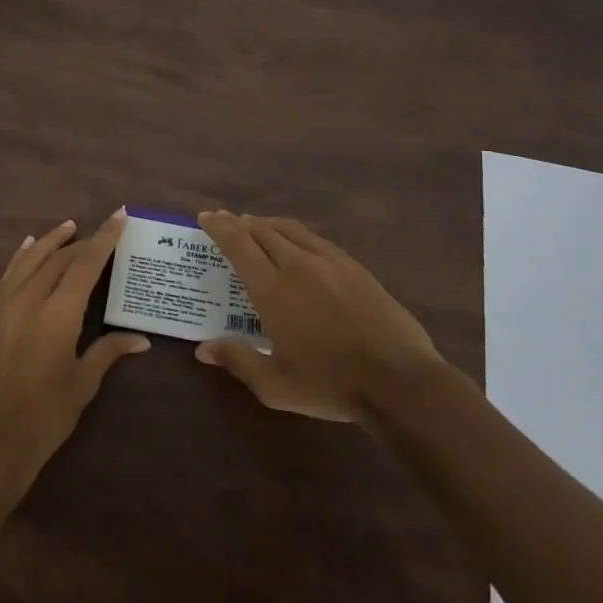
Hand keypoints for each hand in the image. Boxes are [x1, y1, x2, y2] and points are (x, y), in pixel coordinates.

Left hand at [0, 211, 149, 468]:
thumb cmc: (47, 415)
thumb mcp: (83, 382)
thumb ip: (109, 351)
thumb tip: (141, 339)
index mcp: (59, 314)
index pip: (86, 263)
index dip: (105, 237)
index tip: (119, 215)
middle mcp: (29, 300)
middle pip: (59, 259)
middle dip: (81, 243)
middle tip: (99, 235)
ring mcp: (1, 306)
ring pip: (29, 260)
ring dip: (50, 242)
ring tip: (67, 228)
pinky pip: (6, 277)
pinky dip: (21, 259)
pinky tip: (27, 248)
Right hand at [194, 212, 444, 422]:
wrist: (399, 380)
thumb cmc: (330, 384)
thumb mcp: (275, 385)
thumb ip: (238, 361)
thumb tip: (203, 349)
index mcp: (272, 288)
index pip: (238, 244)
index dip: (219, 227)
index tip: (206, 217)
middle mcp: (298, 265)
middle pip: (263, 230)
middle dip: (240, 222)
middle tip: (226, 220)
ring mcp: (330, 262)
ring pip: (291, 230)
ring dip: (268, 224)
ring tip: (258, 226)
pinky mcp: (355, 268)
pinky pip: (317, 240)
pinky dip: (297, 234)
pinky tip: (300, 244)